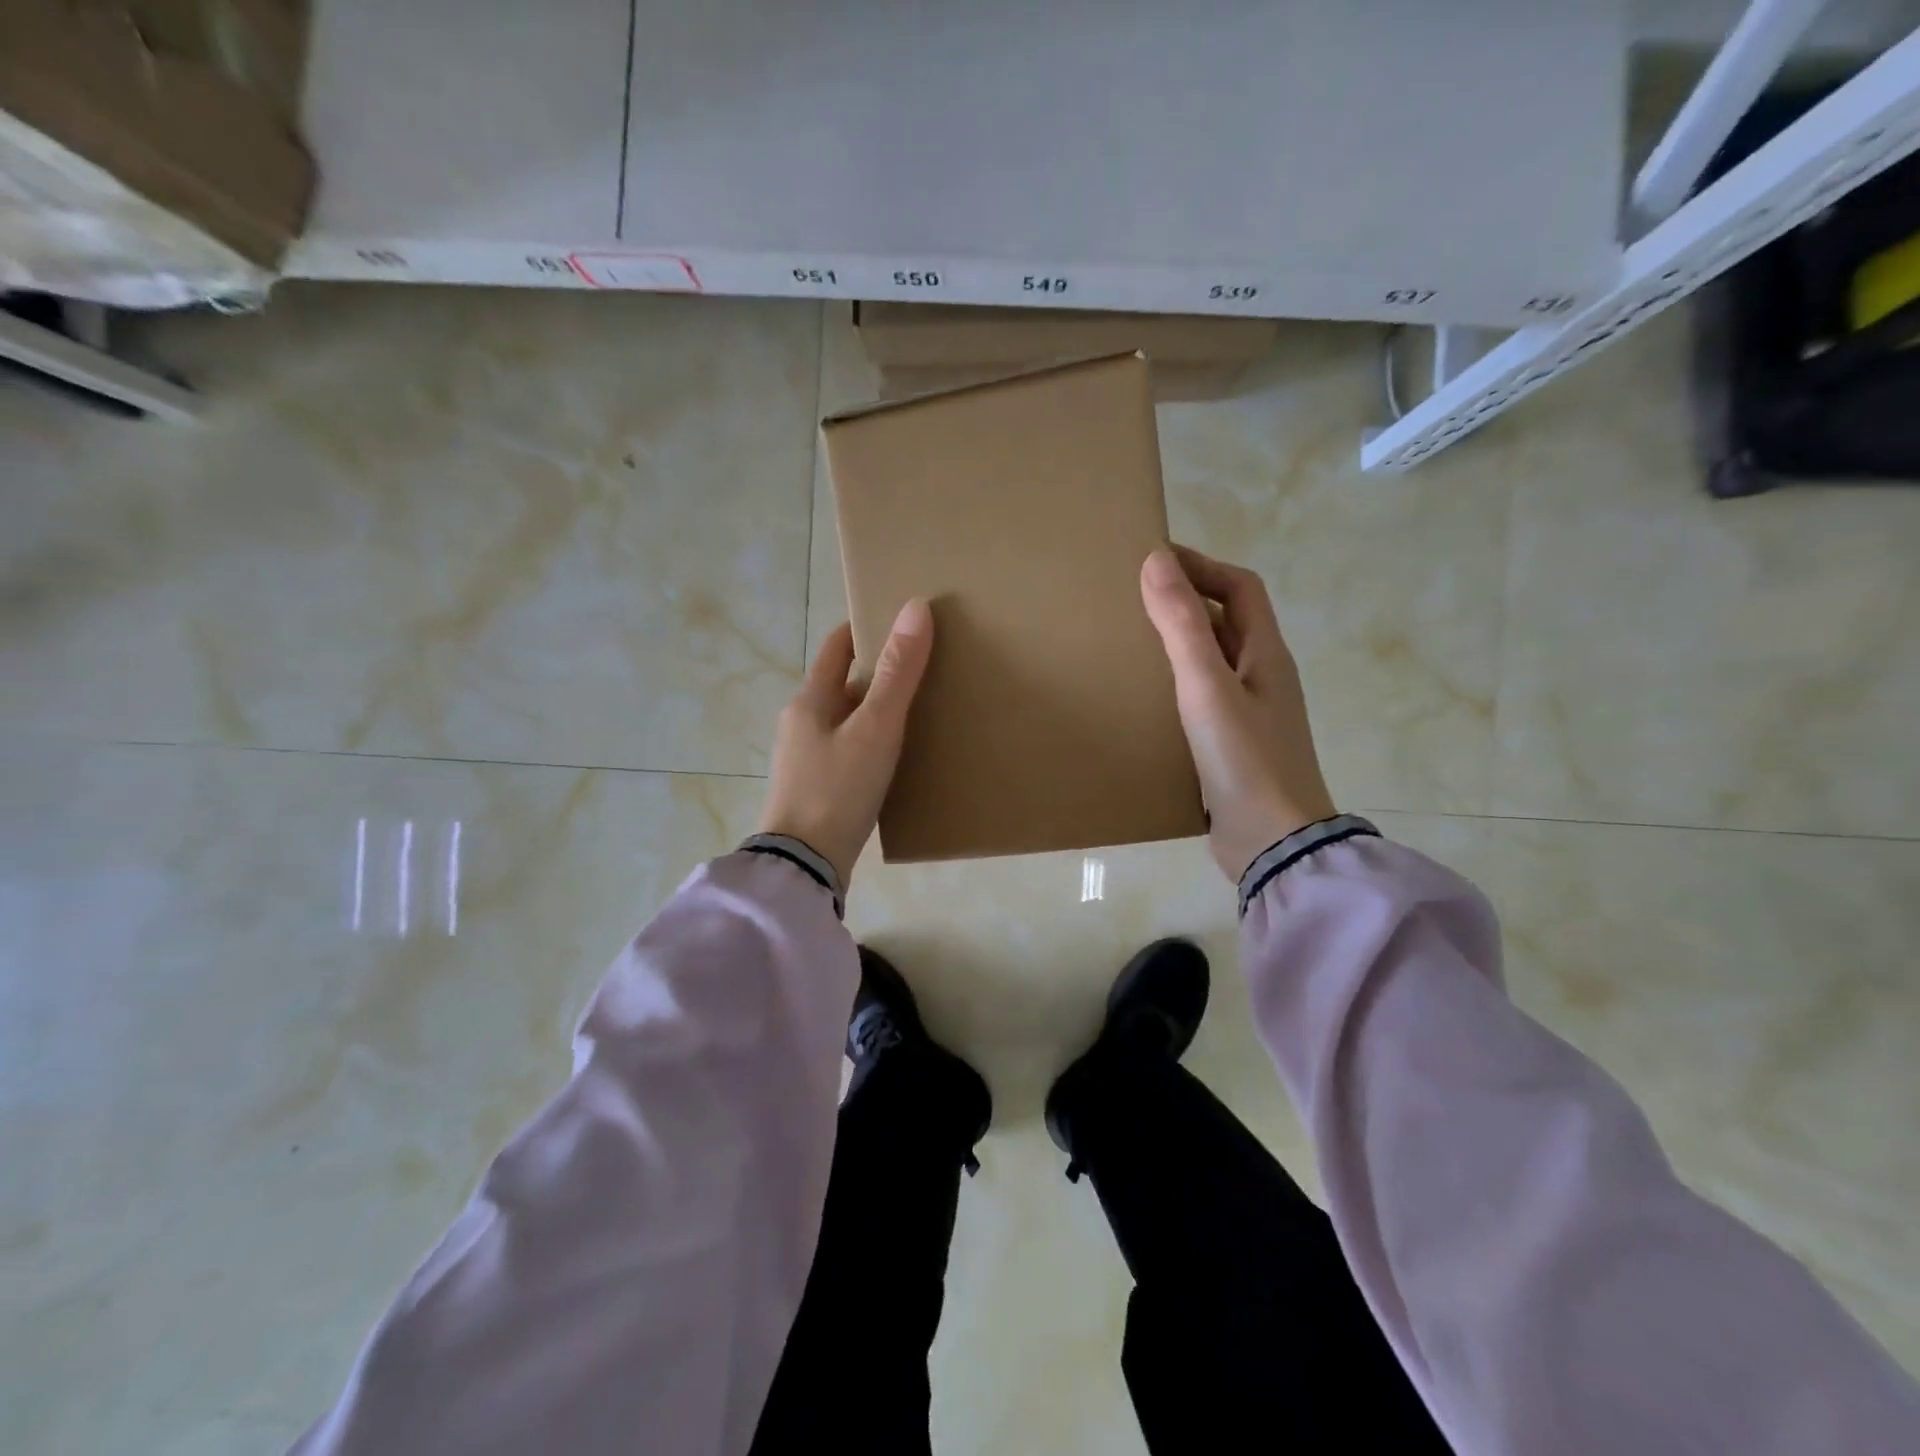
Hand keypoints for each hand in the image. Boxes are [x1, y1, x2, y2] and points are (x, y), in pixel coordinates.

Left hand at [759, 601, 934, 888]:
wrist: (804, 866)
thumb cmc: (837, 789)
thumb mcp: (875, 729)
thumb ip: (898, 673)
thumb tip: (916, 608)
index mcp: (809, 700)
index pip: (837, 646)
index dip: (866, 628)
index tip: (901, 621)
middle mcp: (801, 722)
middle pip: (843, 683)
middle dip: (879, 672)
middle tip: (924, 666)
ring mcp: (805, 757)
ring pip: (847, 719)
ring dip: (877, 709)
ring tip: (920, 709)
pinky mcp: (816, 787)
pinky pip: (848, 749)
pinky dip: (872, 741)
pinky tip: (897, 755)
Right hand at [1140, 546, 1336, 881]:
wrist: (1273, 844)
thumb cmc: (1244, 759)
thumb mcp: (1207, 686)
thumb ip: (1182, 625)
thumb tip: (1156, 560)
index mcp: (1267, 655)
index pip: (1241, 589)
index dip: (1202, 567)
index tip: (1154, 560)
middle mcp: (1263, 679)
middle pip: (1228, 623)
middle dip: (1187, 602)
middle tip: (1133, 600)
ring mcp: (1250, 716)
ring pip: (1214, 663)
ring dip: (1179, 645)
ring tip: (1130, 644)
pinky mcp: (1232, 749)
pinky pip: (1203, 701)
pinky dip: (1175, 688)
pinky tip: (1144, 702)